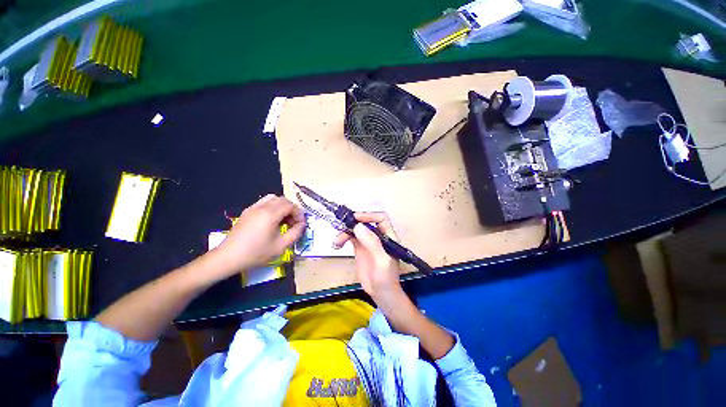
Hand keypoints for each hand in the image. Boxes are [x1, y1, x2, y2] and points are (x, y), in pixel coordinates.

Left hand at [213, 195, 304, 276]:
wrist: (229, 257)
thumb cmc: (256, 253)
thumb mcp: (281, 246)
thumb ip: (295, 233)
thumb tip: (302, 224)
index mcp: (270, 214)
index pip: (291, 205)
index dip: (299, 213)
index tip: (300, 224)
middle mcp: (262, 207)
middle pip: (283, 200)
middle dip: (292, 209)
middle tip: (293, 222)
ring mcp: (253, 208)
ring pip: (273, 198)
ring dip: (282, 206)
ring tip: (284, 219)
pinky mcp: (247, 211)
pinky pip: (264, 202)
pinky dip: (272, 207)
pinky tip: (271, 220)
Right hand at [334, 212, 402, 301]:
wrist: (381, 294)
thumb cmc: (386, 278)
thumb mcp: (382, 261)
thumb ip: (372, 243)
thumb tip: (358, 226)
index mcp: (388, 235)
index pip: (380, 218)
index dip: (369, 215)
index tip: (355, 219)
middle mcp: (378, 235)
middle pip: (365, 222)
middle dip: (353, 223)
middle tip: (341, 228)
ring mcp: (368, 241)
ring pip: (356, 229)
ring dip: (344, 232)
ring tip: (336, 242)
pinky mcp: (360, 247)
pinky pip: (350, 237)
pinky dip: (343, 238)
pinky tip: (337, 244)